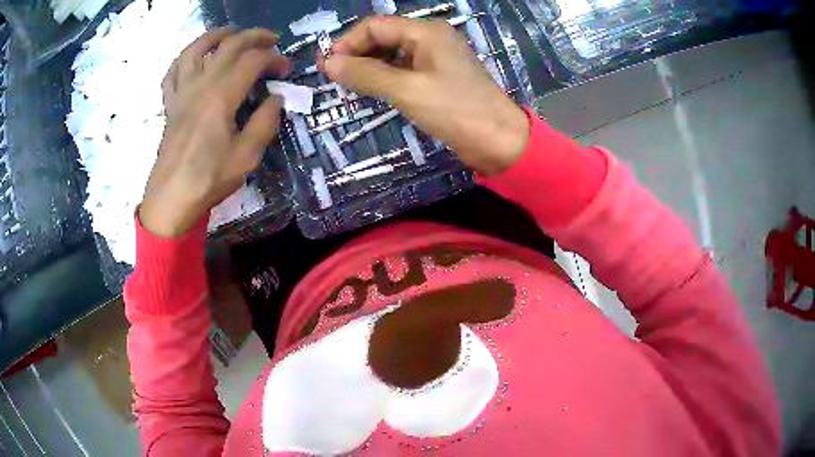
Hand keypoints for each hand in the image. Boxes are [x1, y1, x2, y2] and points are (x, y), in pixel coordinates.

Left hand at [140, 28, 289, 236]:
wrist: (171, 199)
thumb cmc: (208, 180)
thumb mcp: (246, 157)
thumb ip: (264, 123)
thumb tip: (275, 99)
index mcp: (221, 96)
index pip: (252, 61)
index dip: (274, 58)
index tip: (285, 68)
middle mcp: (200, 85)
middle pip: (228, 45)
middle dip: (254, 37)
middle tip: (271, 40)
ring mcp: (181, 92)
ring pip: (196, 49)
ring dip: (217, 35)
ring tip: (232, 34)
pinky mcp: (170, 104)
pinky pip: (173, 71)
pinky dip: (185, 57)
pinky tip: (194, 57)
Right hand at [320, 16, 528, 174]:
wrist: (498, 140)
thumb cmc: (456, 110)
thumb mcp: (407, 90)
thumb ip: (366, 74)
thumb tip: (329, 63)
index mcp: (425, 31)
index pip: (375, 26)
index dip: (348, 42)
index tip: (327, 67)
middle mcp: (429, 38)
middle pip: (382, 37)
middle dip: (356, 54)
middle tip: (334, 79)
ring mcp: (434, 57)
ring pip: (391, 54)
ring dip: (368, 67)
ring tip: (348, 86)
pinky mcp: (437, 76)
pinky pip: (403, 69)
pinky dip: (384, 77)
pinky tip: (372, 90)